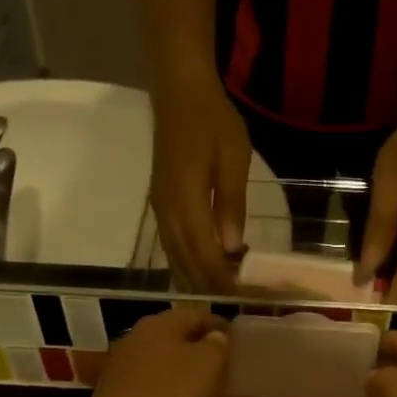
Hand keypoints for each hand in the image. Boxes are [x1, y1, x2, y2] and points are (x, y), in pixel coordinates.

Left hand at [86, 308, 229, 396]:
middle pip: (175, 339)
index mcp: (161, 323)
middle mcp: (136, 338)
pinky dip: (164, 396)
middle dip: (198, 351)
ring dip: (180, 375)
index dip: (221, 327)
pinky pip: (148, 390)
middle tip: (221, 370)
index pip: (198, 315)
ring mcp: (120, 369)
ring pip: (160, 364)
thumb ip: (218, 345)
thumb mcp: (211, 366)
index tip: (239, 345)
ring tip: (201, 394)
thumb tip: (214, 338)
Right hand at [151, 82, 251, 293]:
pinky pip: (170, 242)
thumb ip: (231, 202)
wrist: (177, 89)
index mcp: (186, 199)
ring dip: (192, 277)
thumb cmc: (212, 119)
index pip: (202, 251)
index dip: (218, 278)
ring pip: (174, 254)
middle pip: (184, 259)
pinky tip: (195, 271)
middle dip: (205, 285)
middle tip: (227, 307)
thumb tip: (231, 247)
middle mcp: (167, 209)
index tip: (235, 300)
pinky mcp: (160, 201)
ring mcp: (160, 206)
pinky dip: (184, 261)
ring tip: (212, 298)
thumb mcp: (234, 157)